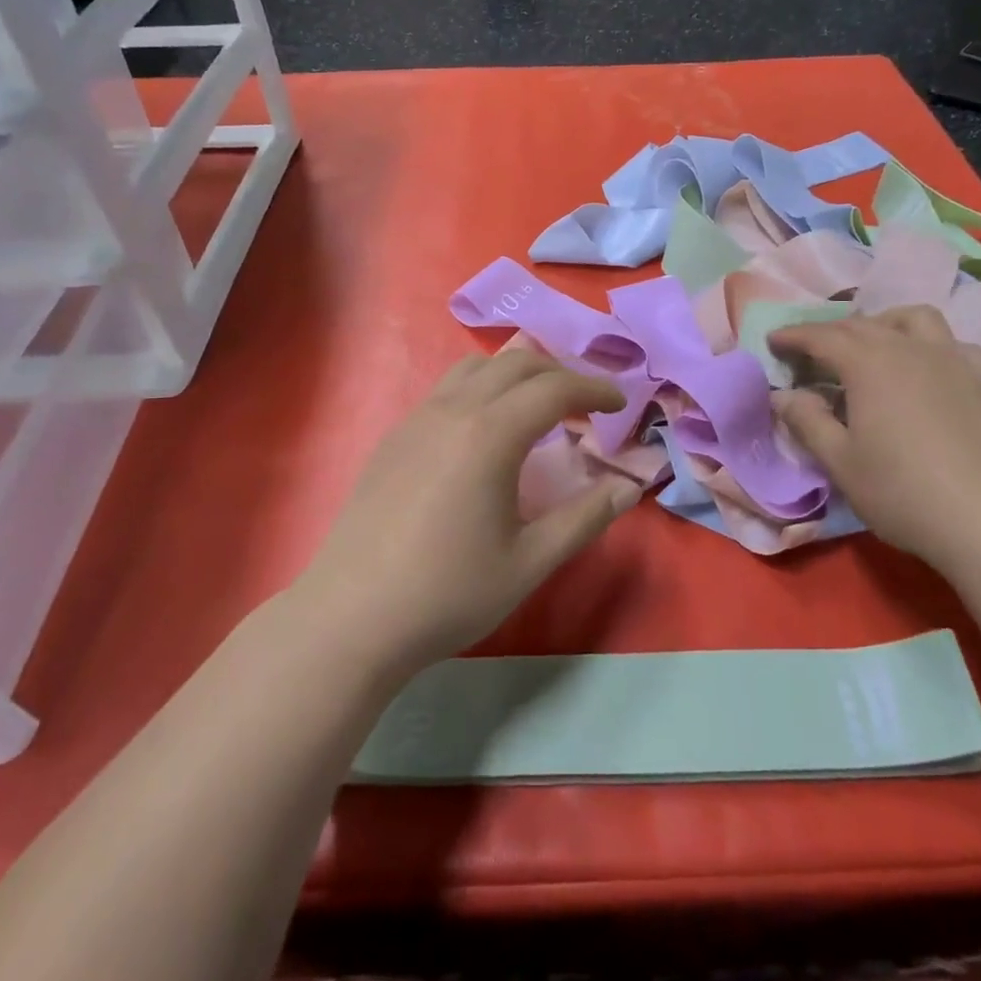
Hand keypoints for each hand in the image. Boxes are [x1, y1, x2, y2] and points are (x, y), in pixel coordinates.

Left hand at [299, 352, 637, 677]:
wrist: (351, 617)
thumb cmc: (448, 594)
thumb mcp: (529, 562)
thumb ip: (585, 518)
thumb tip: (629, 486)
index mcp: (490, 435)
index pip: (554, 388)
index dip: (594, 388)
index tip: (620, 402)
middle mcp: (453, 410)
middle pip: (517, 363)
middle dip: (560, 373)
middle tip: (586, 403)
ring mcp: (417, 418)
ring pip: (476, 367)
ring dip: (518, 373)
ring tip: (539, 406)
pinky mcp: (395, 436)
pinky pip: (448, 388)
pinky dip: (483, 387)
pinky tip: (486, 429)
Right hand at [771, 307, 980, 566]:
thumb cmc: (903, 492)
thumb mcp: (840, 461)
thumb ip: (807, 421)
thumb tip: (783, 395)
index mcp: (869, 363)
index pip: (821, 336)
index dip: (793, 336)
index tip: (773, 341)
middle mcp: (910, 348)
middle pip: (862, 324)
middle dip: (830, 332)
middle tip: (811, 354)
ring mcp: (954, 359)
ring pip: (914, 319)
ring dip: (884, 324)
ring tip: (872, 348)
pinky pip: (952, 344)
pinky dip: (929, 347)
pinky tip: (928, 372)